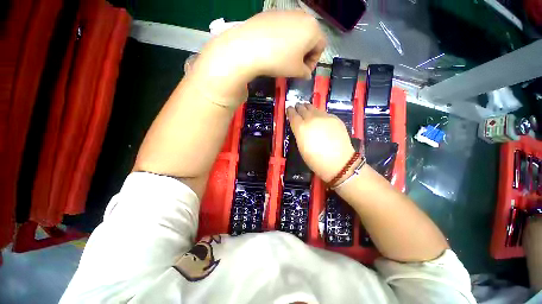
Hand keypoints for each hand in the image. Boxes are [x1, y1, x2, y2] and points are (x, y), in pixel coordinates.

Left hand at [190, 11, 326, 107]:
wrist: (250, 47)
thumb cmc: (279, 60)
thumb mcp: (296, 71)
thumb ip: (305, 73)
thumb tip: (306, 74)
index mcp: (313, 28)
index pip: (321, 47)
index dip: (313, 62)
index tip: (303, 72)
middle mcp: (302, 16)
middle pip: (309, 37)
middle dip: (304, 54)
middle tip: (294, 67)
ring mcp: (285, 12)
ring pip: (296, 32)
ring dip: (294, 47)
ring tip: (283, 59)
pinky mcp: (271, 14)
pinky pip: (283, 28)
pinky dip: (282, 40)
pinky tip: (273, 49)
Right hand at [286, 103, 354, 182]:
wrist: (339, 162)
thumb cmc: (316, 160)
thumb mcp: (301, 147)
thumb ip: (299, 134)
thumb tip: (299, 127)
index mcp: (301, 128)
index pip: (293, 115)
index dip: (290, 111)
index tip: (289, 108)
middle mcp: (311, 119)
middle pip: (303, 108)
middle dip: (299, 107)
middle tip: (297, 106)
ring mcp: (324, 117)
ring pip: (314, 108)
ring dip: (308, 108)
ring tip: (306, 108)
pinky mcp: (335, 118)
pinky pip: (324, 113)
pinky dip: (319, 113)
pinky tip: (319, 118)